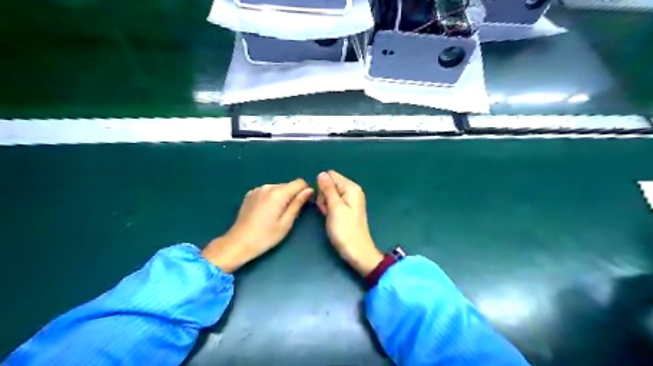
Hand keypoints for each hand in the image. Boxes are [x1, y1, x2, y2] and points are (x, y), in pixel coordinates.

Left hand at [204, 179, 315, 272]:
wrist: (238, 242)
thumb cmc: (266, 236)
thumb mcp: (286, 223)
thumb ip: (298, 204)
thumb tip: (309, 190)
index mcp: (278, 193)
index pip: (300, 182)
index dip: (305, 191)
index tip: (305, 204)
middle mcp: (268, 186)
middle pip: (288, 185)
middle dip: (293, 195)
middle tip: (290, 213)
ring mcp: (257, 189)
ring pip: (278, 188)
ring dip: (282, 197)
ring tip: (277, 214)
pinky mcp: (250, 194)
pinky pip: (267, 191)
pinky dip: (271, 198)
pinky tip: (266, 212)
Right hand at [316, 170, 383, 274]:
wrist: (357, 252)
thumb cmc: (345, 230)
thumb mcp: (335, 208)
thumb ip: (328, 189)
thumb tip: (321, 173)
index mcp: (351, 188)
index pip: (330, 175)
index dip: (323, 187)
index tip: (325, 201)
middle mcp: (352, 191)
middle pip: (330, 184)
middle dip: (323, 196)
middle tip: (327, 211)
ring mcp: (350, 200)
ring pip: (329, 194)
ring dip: (325, 204)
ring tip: (329, 217)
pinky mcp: (347, 209)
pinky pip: (333, 203)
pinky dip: (329, 209)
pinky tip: (331, 218)